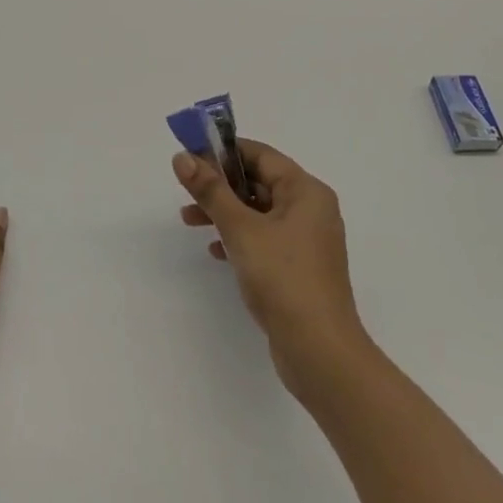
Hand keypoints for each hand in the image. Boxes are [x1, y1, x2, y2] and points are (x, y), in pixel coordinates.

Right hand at [173, 139, 370, 396]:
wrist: (319, 350)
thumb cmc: (283, 278)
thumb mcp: (241, 229)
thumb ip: (211, 191)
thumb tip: (183, 157)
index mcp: (306, 191)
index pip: (261, 155)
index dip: (224, 152)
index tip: (190, 156)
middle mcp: (311, 209)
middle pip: (260, 183)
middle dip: (221, 185)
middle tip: (186, 191)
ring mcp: (307, 241)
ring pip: (260, 213)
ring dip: (225, 213)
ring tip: (189, 221)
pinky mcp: (300, 268)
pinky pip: (265, 239)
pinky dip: (239, 238)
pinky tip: (215, 252)